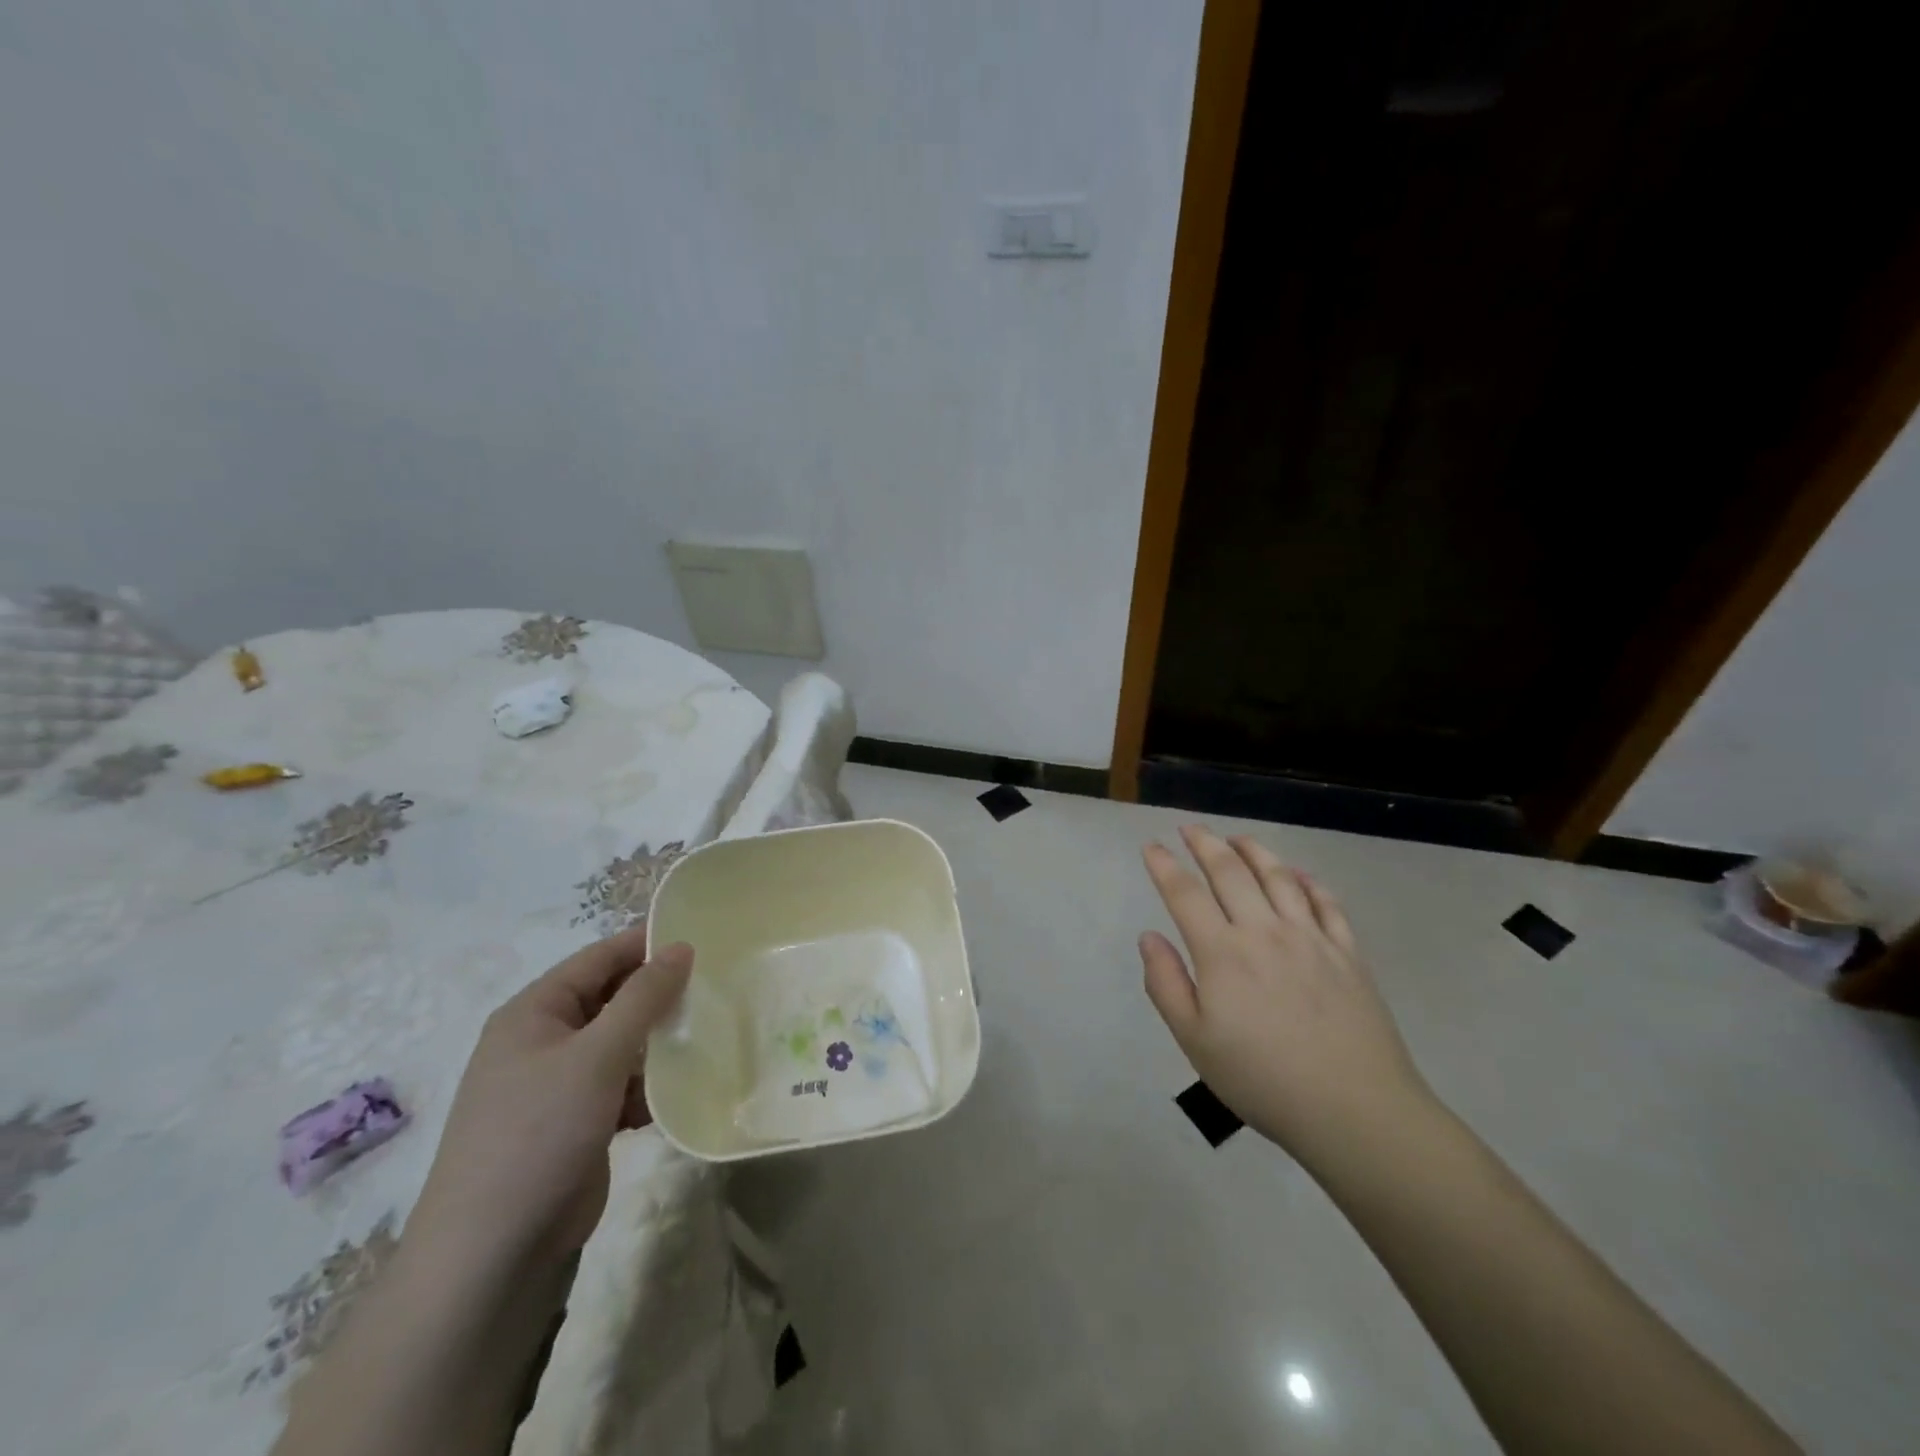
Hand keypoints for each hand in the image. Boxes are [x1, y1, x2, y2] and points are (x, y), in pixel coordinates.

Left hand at [407, 928, 692, 1267]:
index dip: (646, 945)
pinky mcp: (576, 1123)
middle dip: (657, 997)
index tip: (701, 940)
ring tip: (705, 1038)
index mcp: (534, 1013)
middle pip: (611, 1000)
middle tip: (712, 989)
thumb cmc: (539, 1132)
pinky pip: (620, 1086)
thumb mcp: (597, 1054)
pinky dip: (647, 1086)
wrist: (492, 1253)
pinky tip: (678, 1093)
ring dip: (657, 1044)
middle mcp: (543, 1041)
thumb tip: (680, 947)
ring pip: (621, 1044)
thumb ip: (643, 997)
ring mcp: (558, 1085)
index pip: (598, 958)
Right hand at [1140, 826, 1433, 1174]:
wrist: (1354, 1110)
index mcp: (1222, 953)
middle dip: (1205, 844)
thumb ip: (1166, 984)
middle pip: (1230, 872)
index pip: (1185, 894)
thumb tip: (1149, 937)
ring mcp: (1311, 938)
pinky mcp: (1348, 953)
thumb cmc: (1262, 1079)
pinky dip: (1308, 882)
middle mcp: (1264, 931)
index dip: (1165, 866)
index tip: (1152, 846)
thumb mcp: (1194, 1041)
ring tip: (1238, 838)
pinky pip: (1326, 903)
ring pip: (1278, 876)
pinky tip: (1299, 875)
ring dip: (1254, 850)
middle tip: (1190, 827)